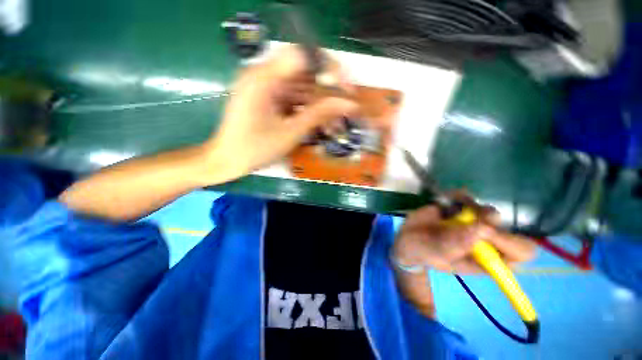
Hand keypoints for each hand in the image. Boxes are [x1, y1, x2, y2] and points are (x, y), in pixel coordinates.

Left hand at [205, 46, 358, 179]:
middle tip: (345, 105)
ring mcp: (265, 86)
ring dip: (319, 102)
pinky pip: (293, 96)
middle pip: (304, 70)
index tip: (345, 87)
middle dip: (327, 88)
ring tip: (335, 121)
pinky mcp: (267, 97)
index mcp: (264, 78)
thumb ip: (319, 114)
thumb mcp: (290, 133)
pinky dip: (307, 108)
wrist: (227, 160)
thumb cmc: (255, 149)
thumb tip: (348, 104)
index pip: (304, 55)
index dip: (329, 68)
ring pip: (301, 85)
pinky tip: (319, 122)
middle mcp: (263, 74)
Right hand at [391, 193, 535, 317]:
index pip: (520, 252)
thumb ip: (457, 244)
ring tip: (447, 212)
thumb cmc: (423, 252)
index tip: (484, 232)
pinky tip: (444, 202)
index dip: (510, 242)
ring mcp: (473, 223)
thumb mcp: (438, 254)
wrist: (408, 239)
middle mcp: (486, 241)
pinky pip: (468, 198)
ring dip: (470, 207)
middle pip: (505, 227)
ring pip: (488, 211)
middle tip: (461, 218)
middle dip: (485, 220)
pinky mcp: (459, 210)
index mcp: (487, 259)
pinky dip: (458, 196)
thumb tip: (482, 229)